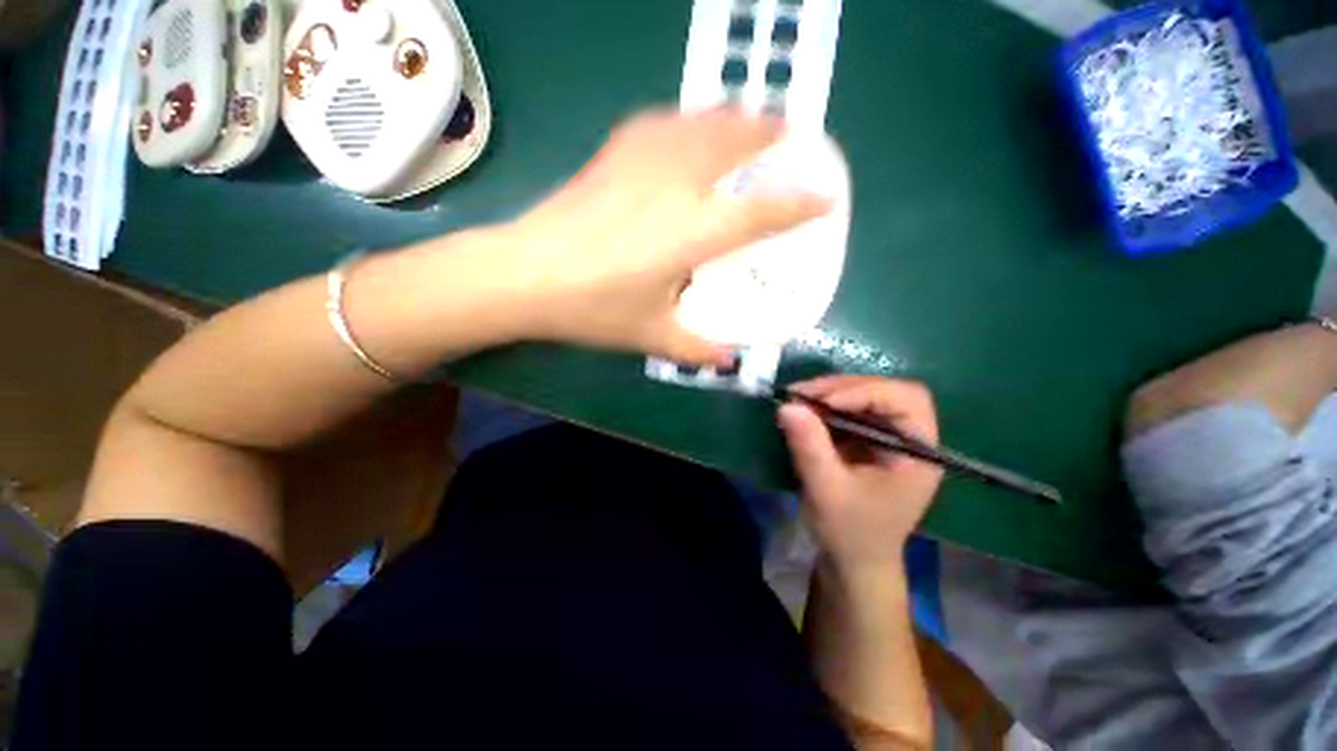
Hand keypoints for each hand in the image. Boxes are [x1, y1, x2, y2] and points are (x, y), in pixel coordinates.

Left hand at [507, 109, 830, 365]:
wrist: (526, 275)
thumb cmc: (594, 309)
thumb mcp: (652, 336)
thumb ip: (695, 348)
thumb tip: (727, 360)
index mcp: (692, 234)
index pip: (759, 214)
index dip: (798, 205)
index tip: (825, 197)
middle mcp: (675, 188)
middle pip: (732, 145)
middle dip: (767, 134)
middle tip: (789, 131)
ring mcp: (641, 164)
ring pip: (698, 123)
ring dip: (729, 116)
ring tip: (746, 116)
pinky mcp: (612, 156)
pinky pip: (658, 124)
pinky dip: (683, 119)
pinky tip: (684, 124)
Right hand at [778, 375, 943, 574]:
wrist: (853, 560)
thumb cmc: (850, 532)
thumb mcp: (827, 491)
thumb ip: (810, 447)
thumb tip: (787, 405)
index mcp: (919, 453)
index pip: (907, 399)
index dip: (867, 391)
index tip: (823, 402)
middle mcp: (909, 437)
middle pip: (884, 391)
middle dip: (841, 387)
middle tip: (800, 394)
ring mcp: (887, 436)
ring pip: (864, 395)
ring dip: (828, 393)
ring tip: (796, 399)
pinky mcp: (866, 438)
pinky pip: (848, 409)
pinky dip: (824, 405)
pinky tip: (803, 410)